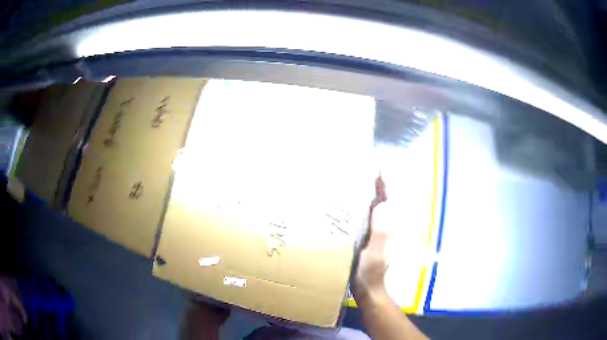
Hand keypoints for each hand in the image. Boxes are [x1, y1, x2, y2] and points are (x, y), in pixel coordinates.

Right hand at [354, 176, 388, 303]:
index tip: (379, 168)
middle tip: (370, 168)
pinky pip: (372, 216)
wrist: (368, 289)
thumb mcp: (376, 254)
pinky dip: (368, 204)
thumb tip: (381, 205)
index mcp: (390, 227)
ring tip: (365, 178)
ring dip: (376, 192)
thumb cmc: (371, 273)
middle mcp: (388, 226)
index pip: (391, 200)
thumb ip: (381, 232)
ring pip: (381, 207)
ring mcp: (380, 232)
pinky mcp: (373, 237)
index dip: (387, 184)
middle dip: (382, 184)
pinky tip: (359, 200)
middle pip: (388, 200)